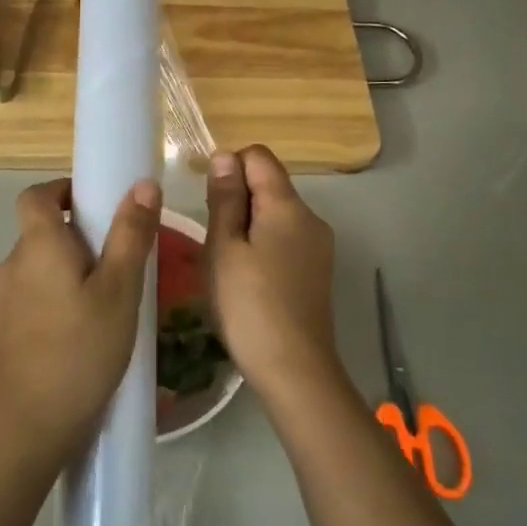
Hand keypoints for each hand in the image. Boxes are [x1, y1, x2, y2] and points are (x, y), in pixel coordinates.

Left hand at [0, 176, 161, 473]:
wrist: (29, 426)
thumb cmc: (80, 350)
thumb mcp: (119, 290)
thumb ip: (131, 235)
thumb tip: (142, 184)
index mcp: (37, 245)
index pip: (36, 196)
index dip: (63, 190)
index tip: (97, 203)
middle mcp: (12, 265)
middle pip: (42, 232)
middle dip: (80, 236)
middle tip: (122, 259)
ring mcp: (4, 300)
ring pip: (41, 267)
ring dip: (73, 270)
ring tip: (112, 299)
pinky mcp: (5, 331)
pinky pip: (36, 296)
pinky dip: (61, 297)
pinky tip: (89, 330)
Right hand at [205, 146, 344, 401]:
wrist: (294, 369)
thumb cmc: (248, 305)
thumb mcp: (224, 248)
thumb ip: (225, 199)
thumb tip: (225, 156)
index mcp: (288, 206)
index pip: (259, 157)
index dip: (229, 167)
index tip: (208, 201)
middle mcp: (311, 218)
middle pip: (269, 185)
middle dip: (236, 200)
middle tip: (211, 240)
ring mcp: (318, 246)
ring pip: (276, 215)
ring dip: (247, 225)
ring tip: (225, 263)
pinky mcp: (317, 271)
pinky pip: (285, 240)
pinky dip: (262, 246)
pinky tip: (246, 279)